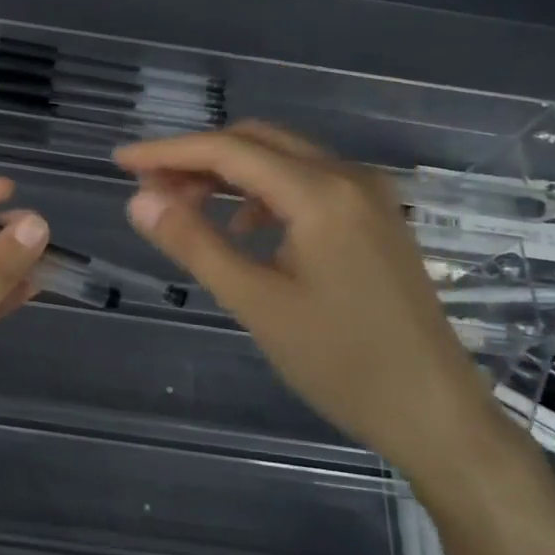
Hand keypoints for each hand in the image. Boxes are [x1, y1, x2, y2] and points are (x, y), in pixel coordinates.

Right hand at [116, 122, 504, 485]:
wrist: (434, 411)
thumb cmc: (341, 362)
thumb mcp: (255, 303)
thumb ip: (194, 243)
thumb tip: (138, 200)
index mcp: (322, 193)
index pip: (229, 151)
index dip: (168, 151)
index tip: (120, 160)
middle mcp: (349, 177)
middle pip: (257, 142)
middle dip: (197, 158)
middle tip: (149, 187)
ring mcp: (368, 196)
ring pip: (282, 160)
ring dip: (228, 174)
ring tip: (185, 206)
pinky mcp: (374, 219)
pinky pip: (306, 184)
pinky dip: (262, 194)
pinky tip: (243, 230)